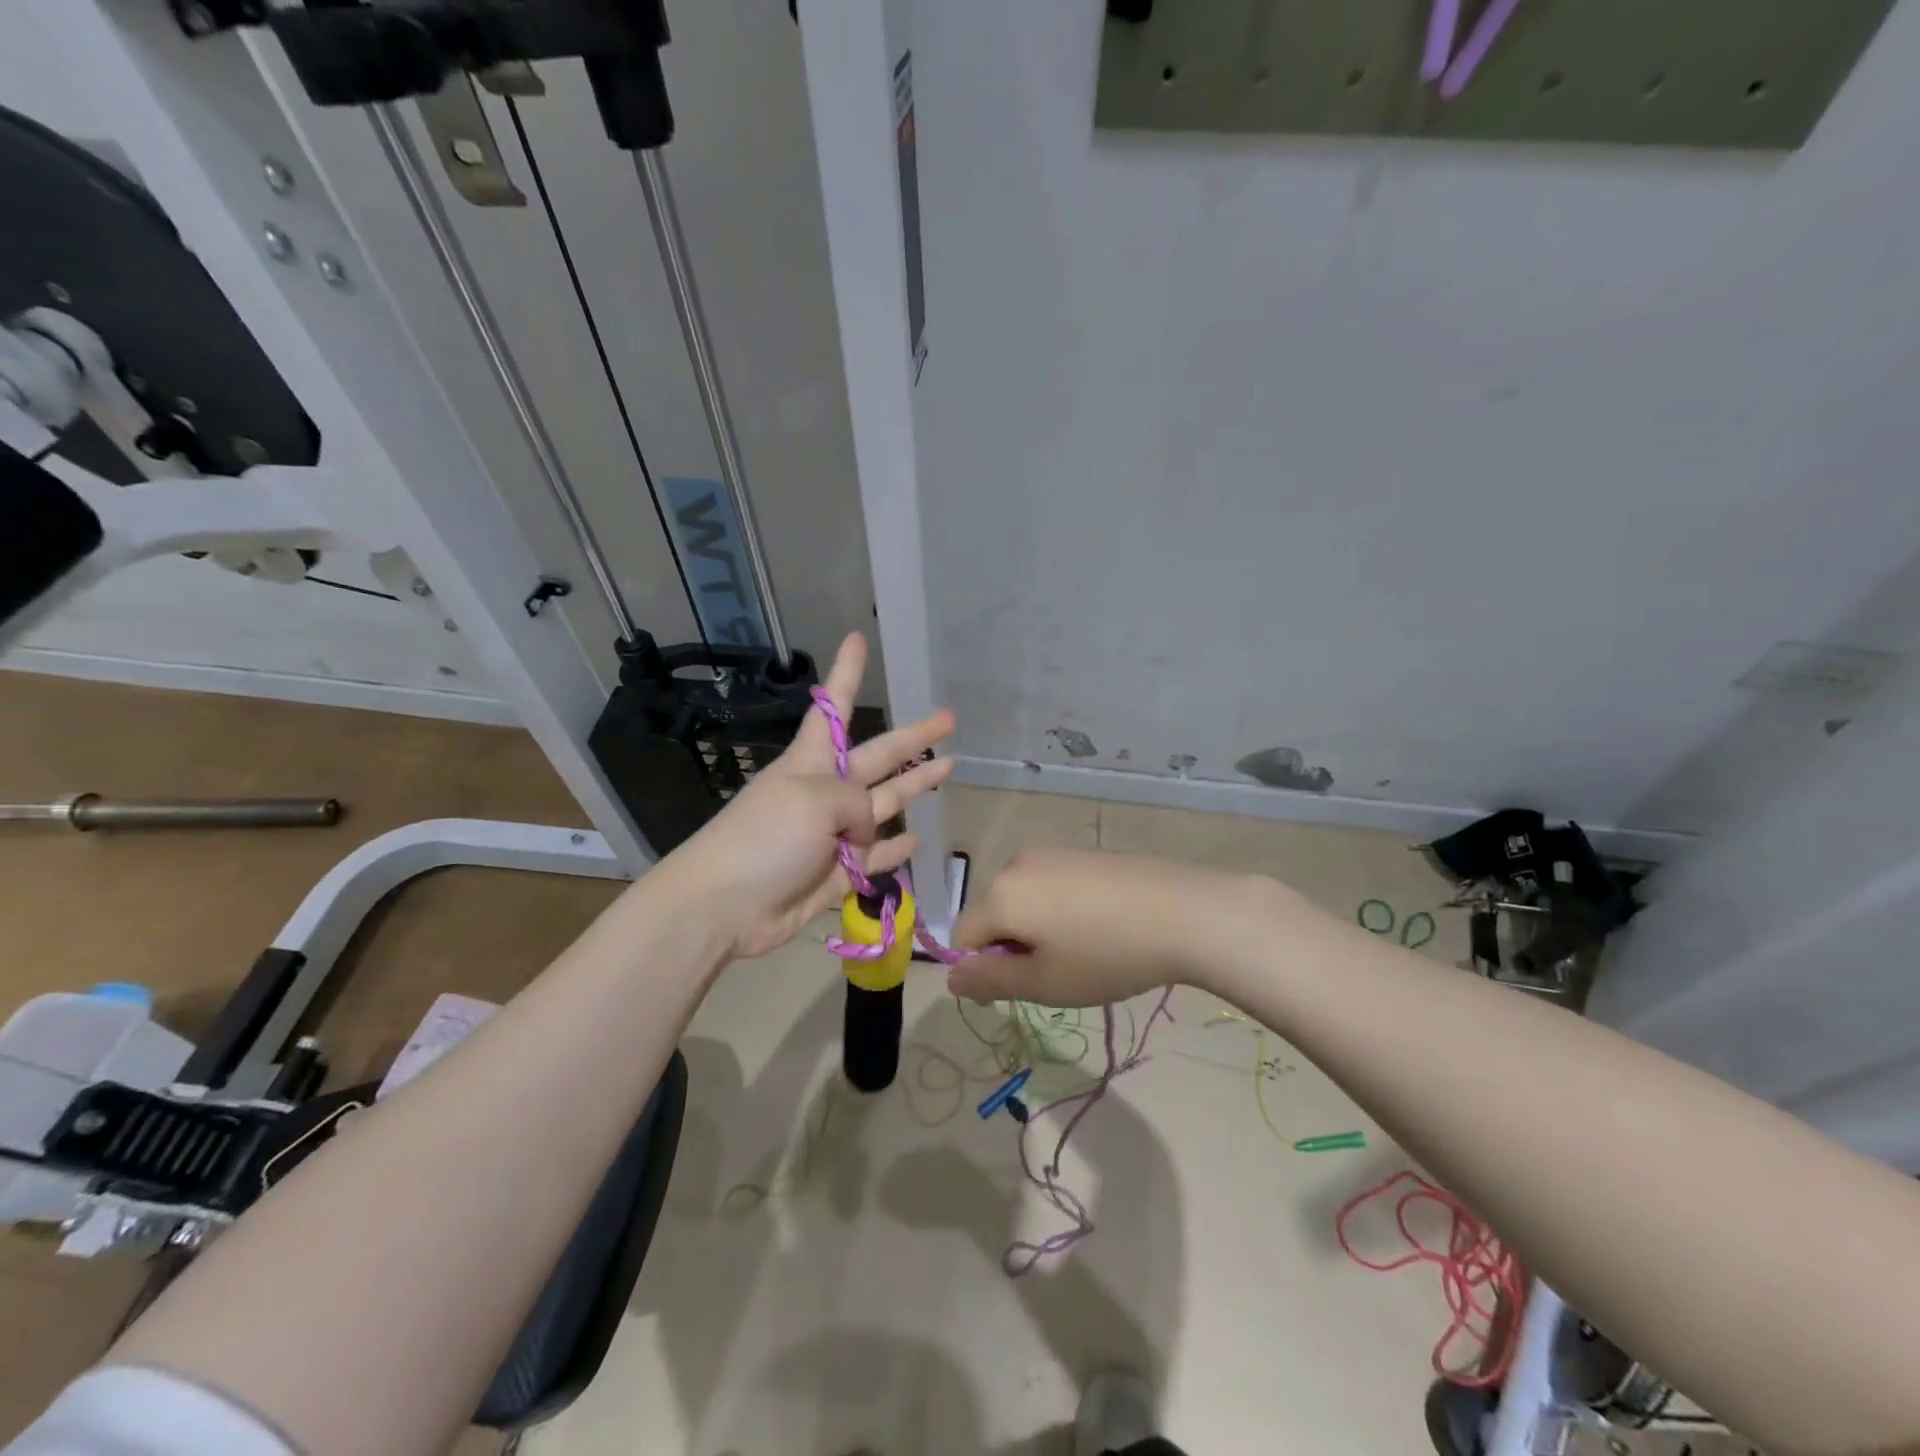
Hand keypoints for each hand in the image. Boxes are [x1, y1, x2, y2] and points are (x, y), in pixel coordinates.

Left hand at [663, 633, 954, 959]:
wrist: (724, 906)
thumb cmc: (764, 837)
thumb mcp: (813, 801)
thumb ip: (856, 803)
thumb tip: (870, 830)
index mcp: (812, 762)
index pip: (835, 706)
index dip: (847, 673)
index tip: (856, 638)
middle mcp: (826, 791)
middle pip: (878, 756)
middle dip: (913, 738)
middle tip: (948, 718)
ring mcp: (833, 834)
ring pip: (885, 806)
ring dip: (915, 787)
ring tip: (950, 768)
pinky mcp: (836, 874)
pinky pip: (875, 859)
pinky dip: (895, 852)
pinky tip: (916, 840)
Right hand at [948, 849, 1268, 1006]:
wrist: (1184, 911)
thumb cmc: (1106, 955)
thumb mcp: (1044, 983)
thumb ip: (990, 981)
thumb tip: (952, 977)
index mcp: (1000, 894)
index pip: (963, 935)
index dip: (983, 967)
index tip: (1025, 987)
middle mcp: (1018, 864)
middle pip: (993, 913)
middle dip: (1011, 945)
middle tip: (1058, 972)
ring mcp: (1053, 853)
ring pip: (1024, 899)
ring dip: (1037, 928)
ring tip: (1084, 950)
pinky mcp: (1083, 852)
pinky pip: (1052, 885)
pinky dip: (1062, 909)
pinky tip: (1102, 926)